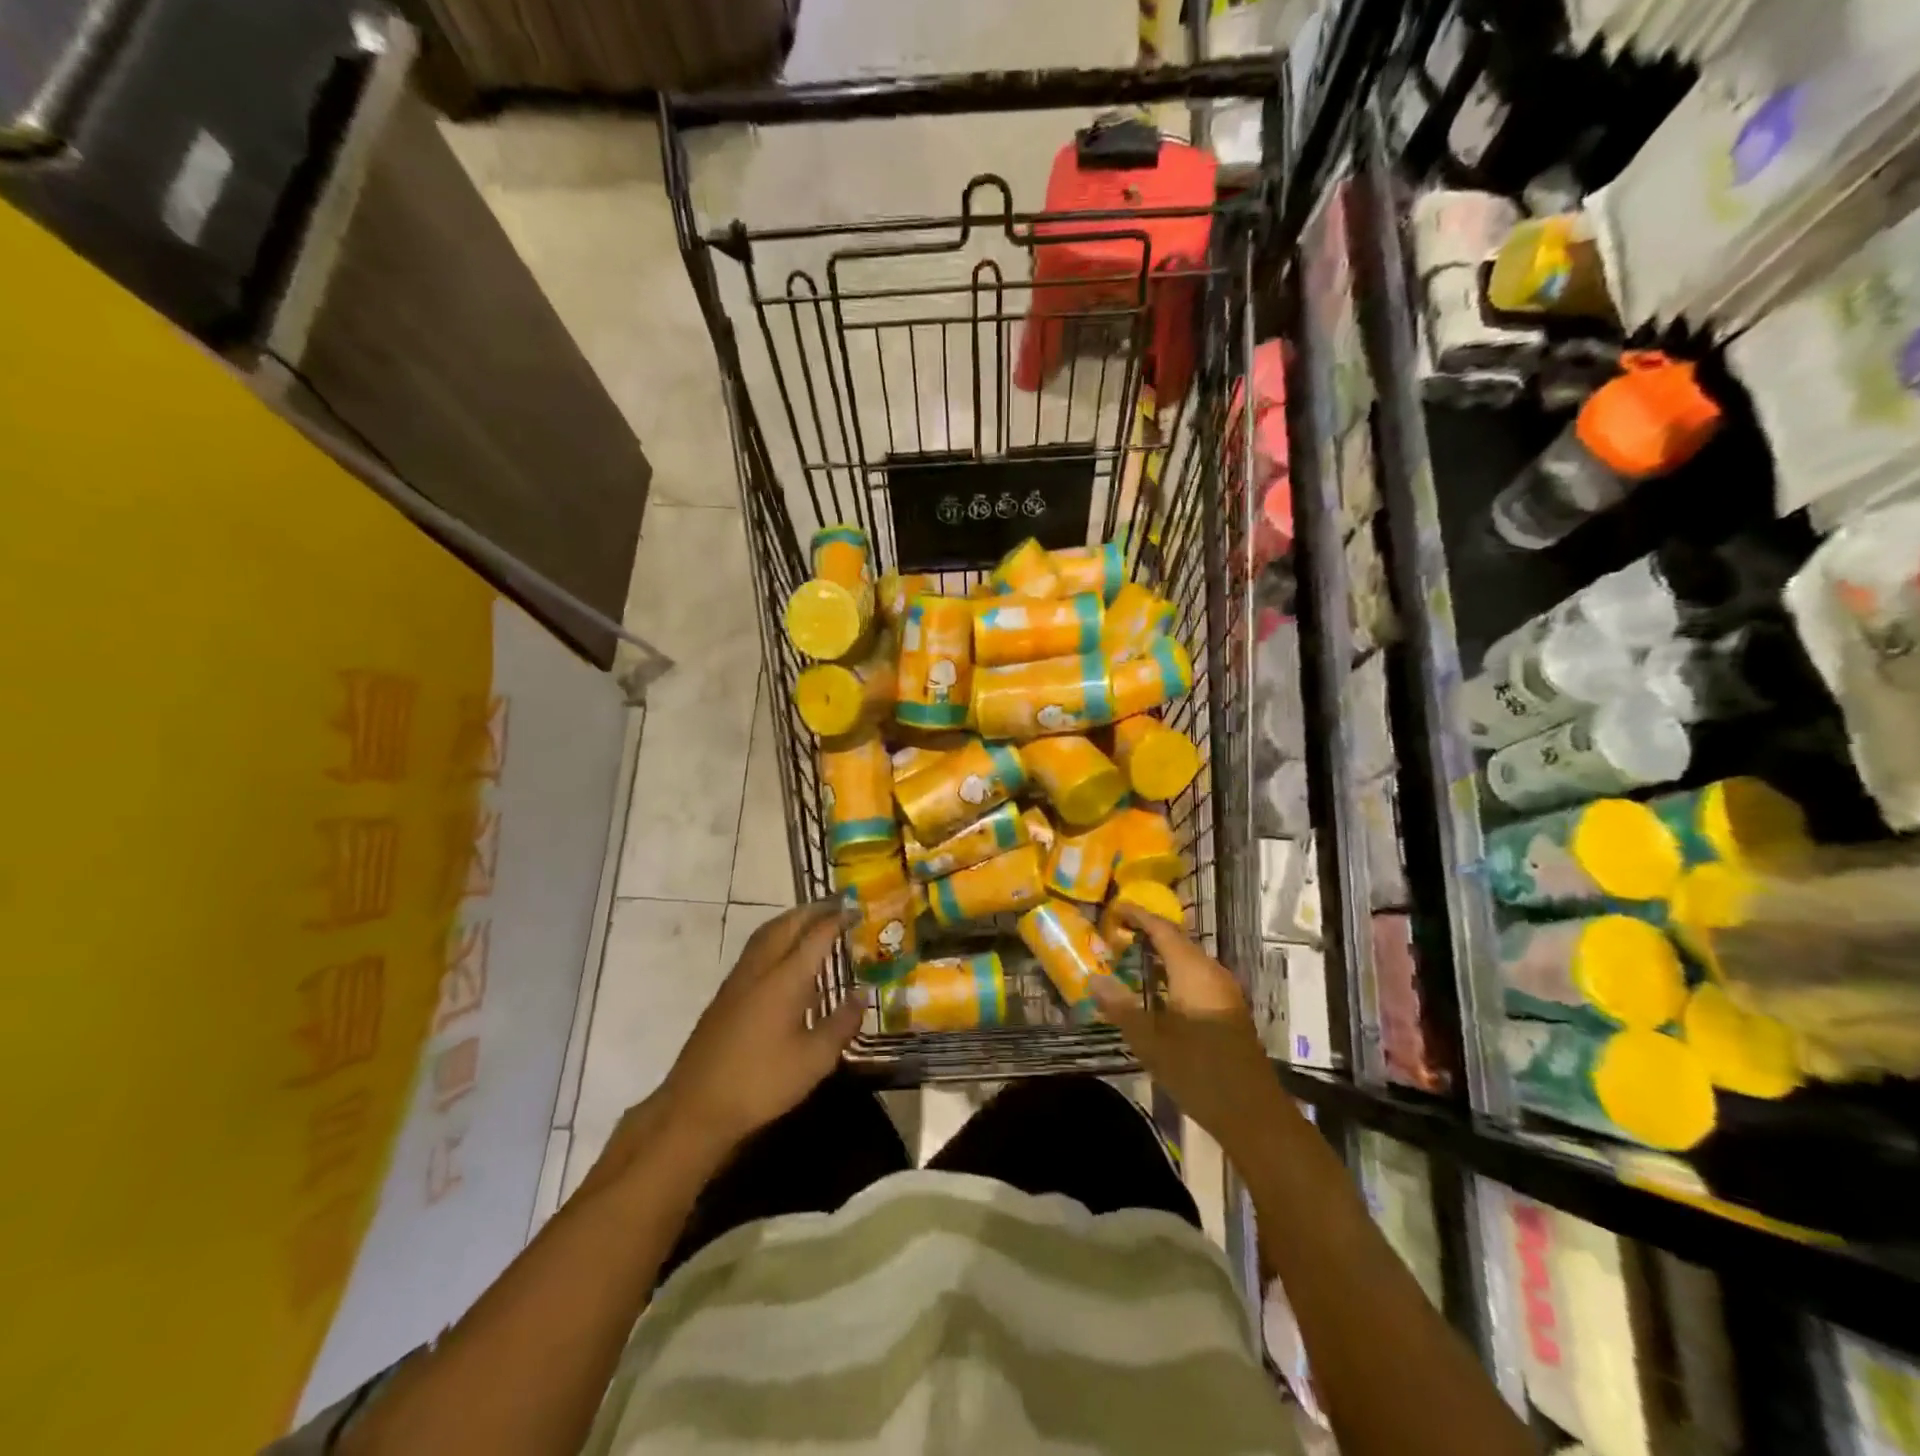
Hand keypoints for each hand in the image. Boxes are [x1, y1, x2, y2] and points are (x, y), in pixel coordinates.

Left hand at [658, 901, 864, 1156]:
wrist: (695, 1108)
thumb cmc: (761, 1083)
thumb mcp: (814, 1060)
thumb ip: (841, 1024)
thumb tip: (861, 996)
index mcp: (785, 979)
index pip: (816, 935)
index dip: (838, 919)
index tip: (857, 910)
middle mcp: (761, 968)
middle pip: (787, 924)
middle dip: (813, 910)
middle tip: (837, 905)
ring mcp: (738, 980)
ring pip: (767, 933)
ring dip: (792, 920)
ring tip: (814, 920)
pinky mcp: (726, 995)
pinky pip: (756, 949)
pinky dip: (777, 937)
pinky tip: (787, 958)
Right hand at [1092, 907, 1279, 1152]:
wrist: (1253, 1114)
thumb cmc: (1198, 1072)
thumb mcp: (1150, 1041)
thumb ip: (1121, 1006)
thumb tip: (1094, 978)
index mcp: (1193, 971)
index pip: (1162, 929)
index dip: (1138, 916)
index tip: (1114, 909)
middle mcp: (1211, 972)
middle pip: (1177, 940)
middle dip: (1148, 932)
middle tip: (1116, 933)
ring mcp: (1224, 991)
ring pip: (1188, 959)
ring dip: (1161, 953)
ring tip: (1130, 956)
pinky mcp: (1229, 1009)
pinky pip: (1196, 976)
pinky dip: (1173, 971)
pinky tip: (1157, 989)